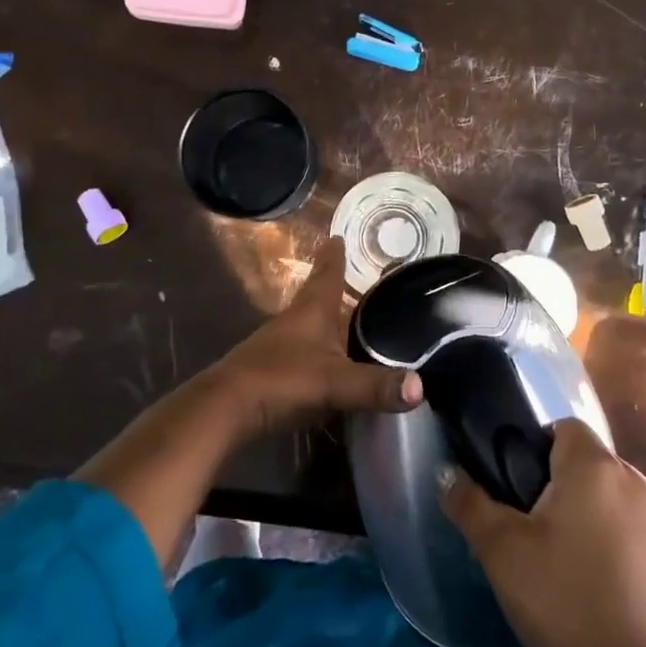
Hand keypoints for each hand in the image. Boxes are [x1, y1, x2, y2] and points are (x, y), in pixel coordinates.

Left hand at [206, 239, 421, 438]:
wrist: (225, 410)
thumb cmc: (281, 380)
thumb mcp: (334, 382)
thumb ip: (375, 385)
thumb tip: (420, 386)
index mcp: (311, 311)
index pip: (327, 274)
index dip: (334, 256)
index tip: (338, 236)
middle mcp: (295, 321)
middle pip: (318, 297)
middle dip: (336, 287)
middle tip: (358, 278)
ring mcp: (280, 346)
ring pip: (310, 325)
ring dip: (328, 321)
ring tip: (350, 320)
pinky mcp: (272, 371)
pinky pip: (305, 353)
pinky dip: (320, 352)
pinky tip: (332, 364)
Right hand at [439, 420, 645, 646]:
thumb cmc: (566, 602)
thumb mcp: (502, 552)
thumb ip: (470, 503)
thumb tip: (446, 472)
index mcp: (595, 465)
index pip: (561, 427)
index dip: (531, 449)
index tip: (512, 489)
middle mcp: (633, 479)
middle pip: (583, 460)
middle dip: (553, 484)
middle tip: (524, 528)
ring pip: (605, 494)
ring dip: (580, 512)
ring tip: (553, 558)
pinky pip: (626, 525)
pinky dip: (605, 538)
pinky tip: (587, 582)